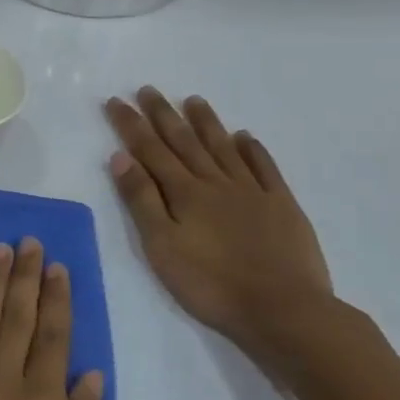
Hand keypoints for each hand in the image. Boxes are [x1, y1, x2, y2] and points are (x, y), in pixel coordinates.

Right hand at [106, 89, 350, 375]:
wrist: (284, 309)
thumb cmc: (210, 283)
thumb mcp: (161, 246)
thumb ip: (141, 200)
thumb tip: (121, 157)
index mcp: (184, 193)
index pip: (150, 150)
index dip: (131, 125)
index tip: (116, 100)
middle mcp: (216, 183)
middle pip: (185, 142)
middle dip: (163, 115)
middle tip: (149, 89)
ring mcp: (252, 192)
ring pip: (223, 148)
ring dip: (206, 123)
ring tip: (193, 100)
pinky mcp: (282, 206)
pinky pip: (264, 168)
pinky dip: (252, 150)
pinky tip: (245, 137)